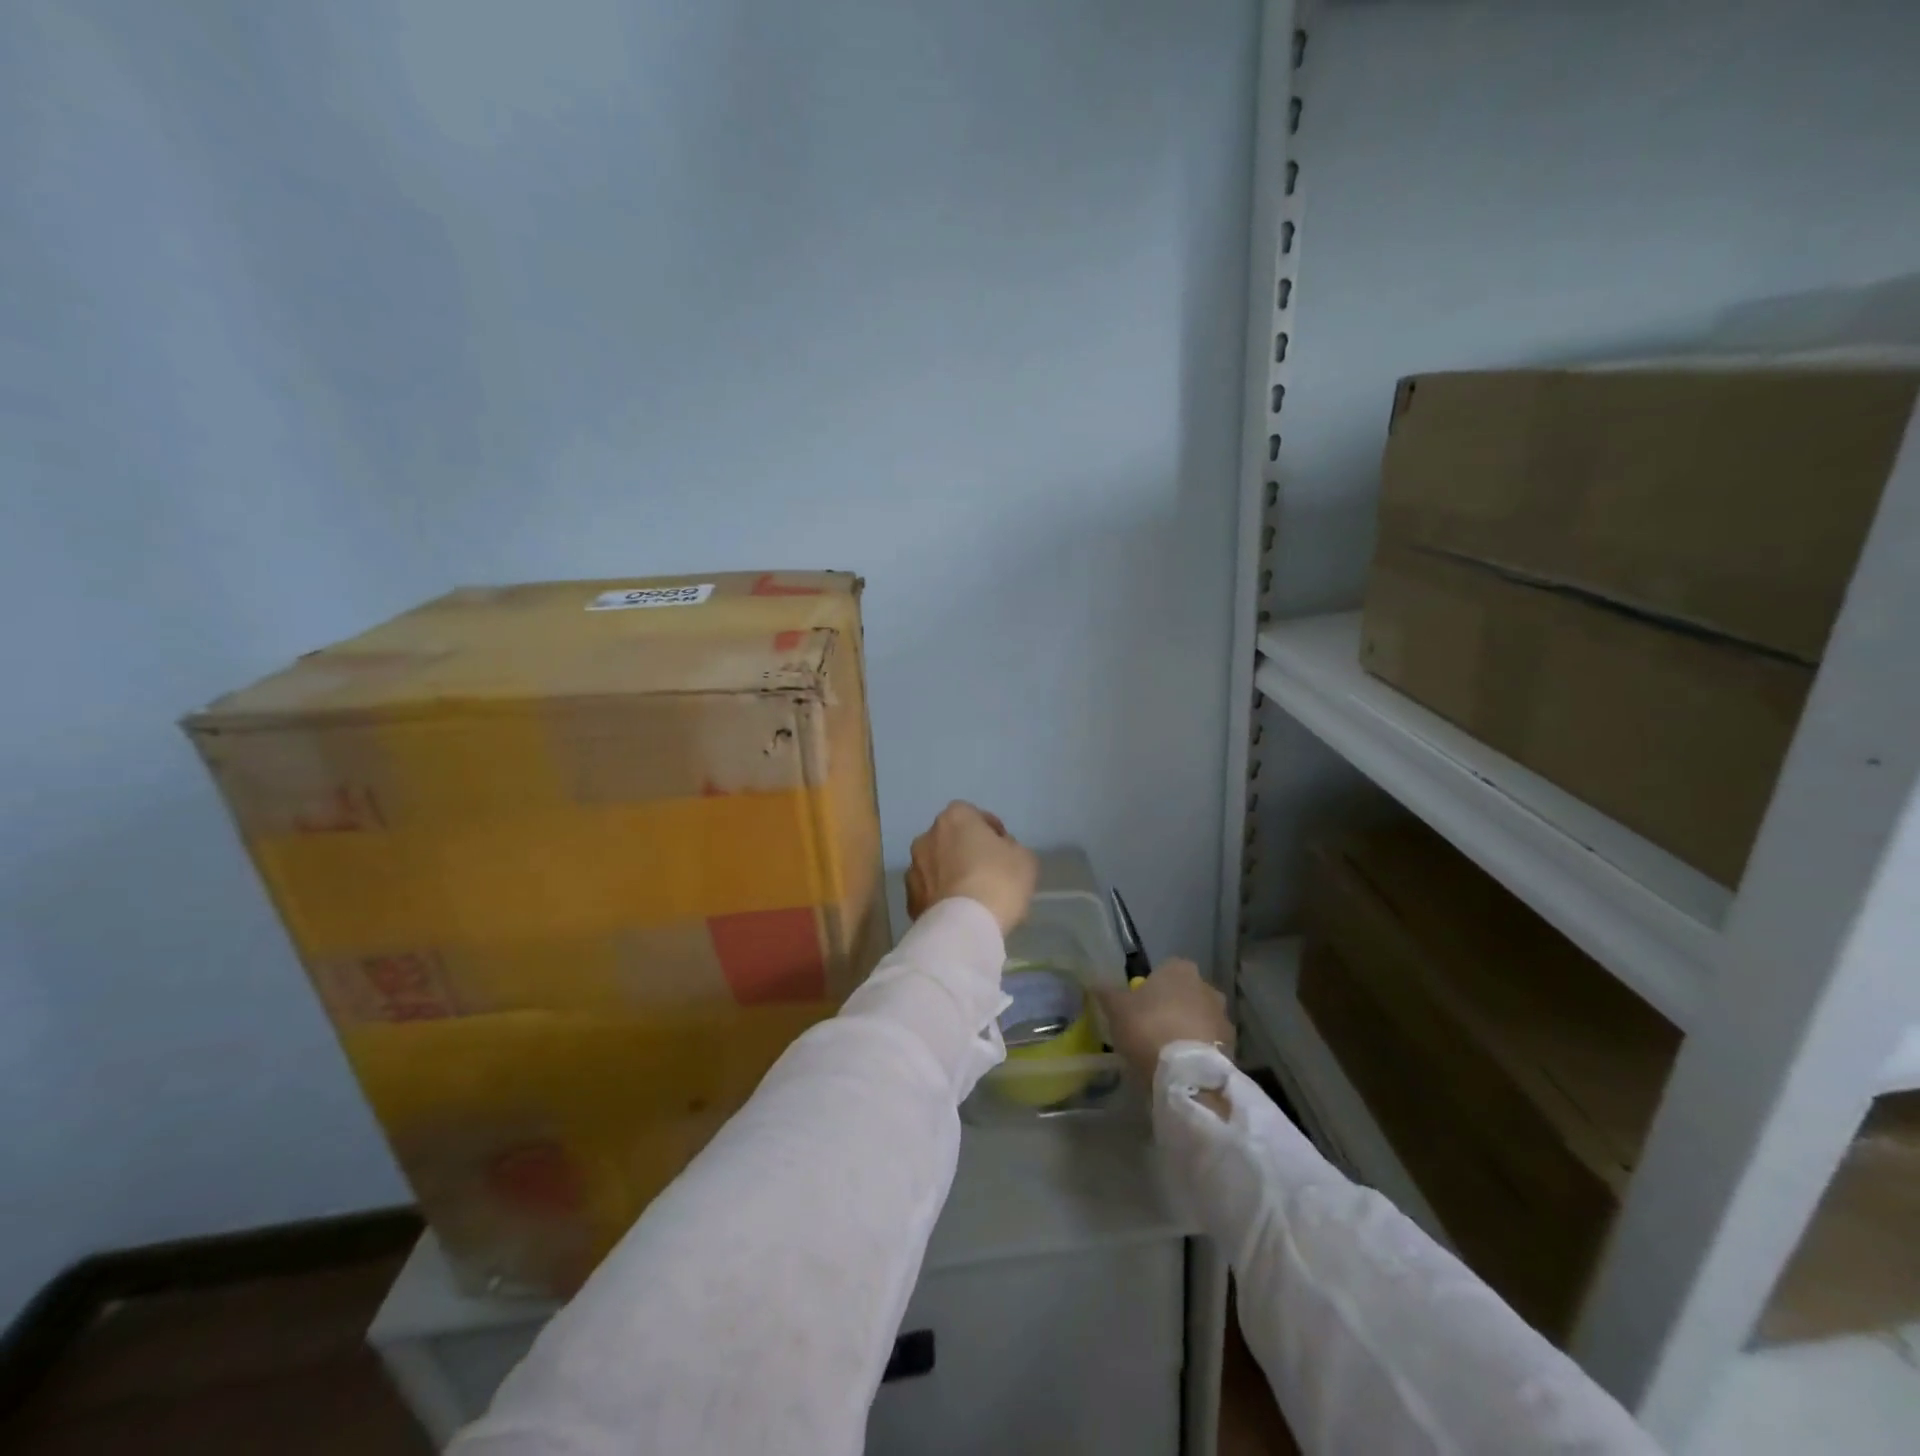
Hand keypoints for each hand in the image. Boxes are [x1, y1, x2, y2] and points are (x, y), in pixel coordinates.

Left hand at [906, 801, 1038, 935]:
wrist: (964, 926)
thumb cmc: (999, 882)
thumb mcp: (1024, 858)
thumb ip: (1011, 847)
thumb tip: (999, 852)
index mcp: (954, 818)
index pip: (973, 815)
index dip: (989, 831)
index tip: (1003, 849)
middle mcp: (927, 838)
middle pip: (950, 840)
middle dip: (965, 851)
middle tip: (987, 872)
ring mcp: (913, 869)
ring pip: (936, 866)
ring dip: (949, 875)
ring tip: (971, 897)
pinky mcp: (909, 900)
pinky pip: (930, 893)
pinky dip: (941, 898)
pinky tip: (958, 913)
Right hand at [1096, 959, 1234, 1089]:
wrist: (1186, 1075)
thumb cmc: (1147, 1027)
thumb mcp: (1115, 1008)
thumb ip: (1106, 992)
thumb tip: (1096, 982)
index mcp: (1180, 969)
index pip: (1165, 970)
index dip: (1151, 988)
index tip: (1139, 1007)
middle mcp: (1207, 987)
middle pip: (1185, 994)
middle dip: (1173, 1008)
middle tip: (1152, 1029)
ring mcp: (1223, 1018)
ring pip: (1200, 1019)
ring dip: (1187, 1030)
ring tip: (1167, 1053)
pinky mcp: (1233, 1048)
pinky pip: (1209, 1044)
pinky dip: (1198, 1051)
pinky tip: (1182, 1067)